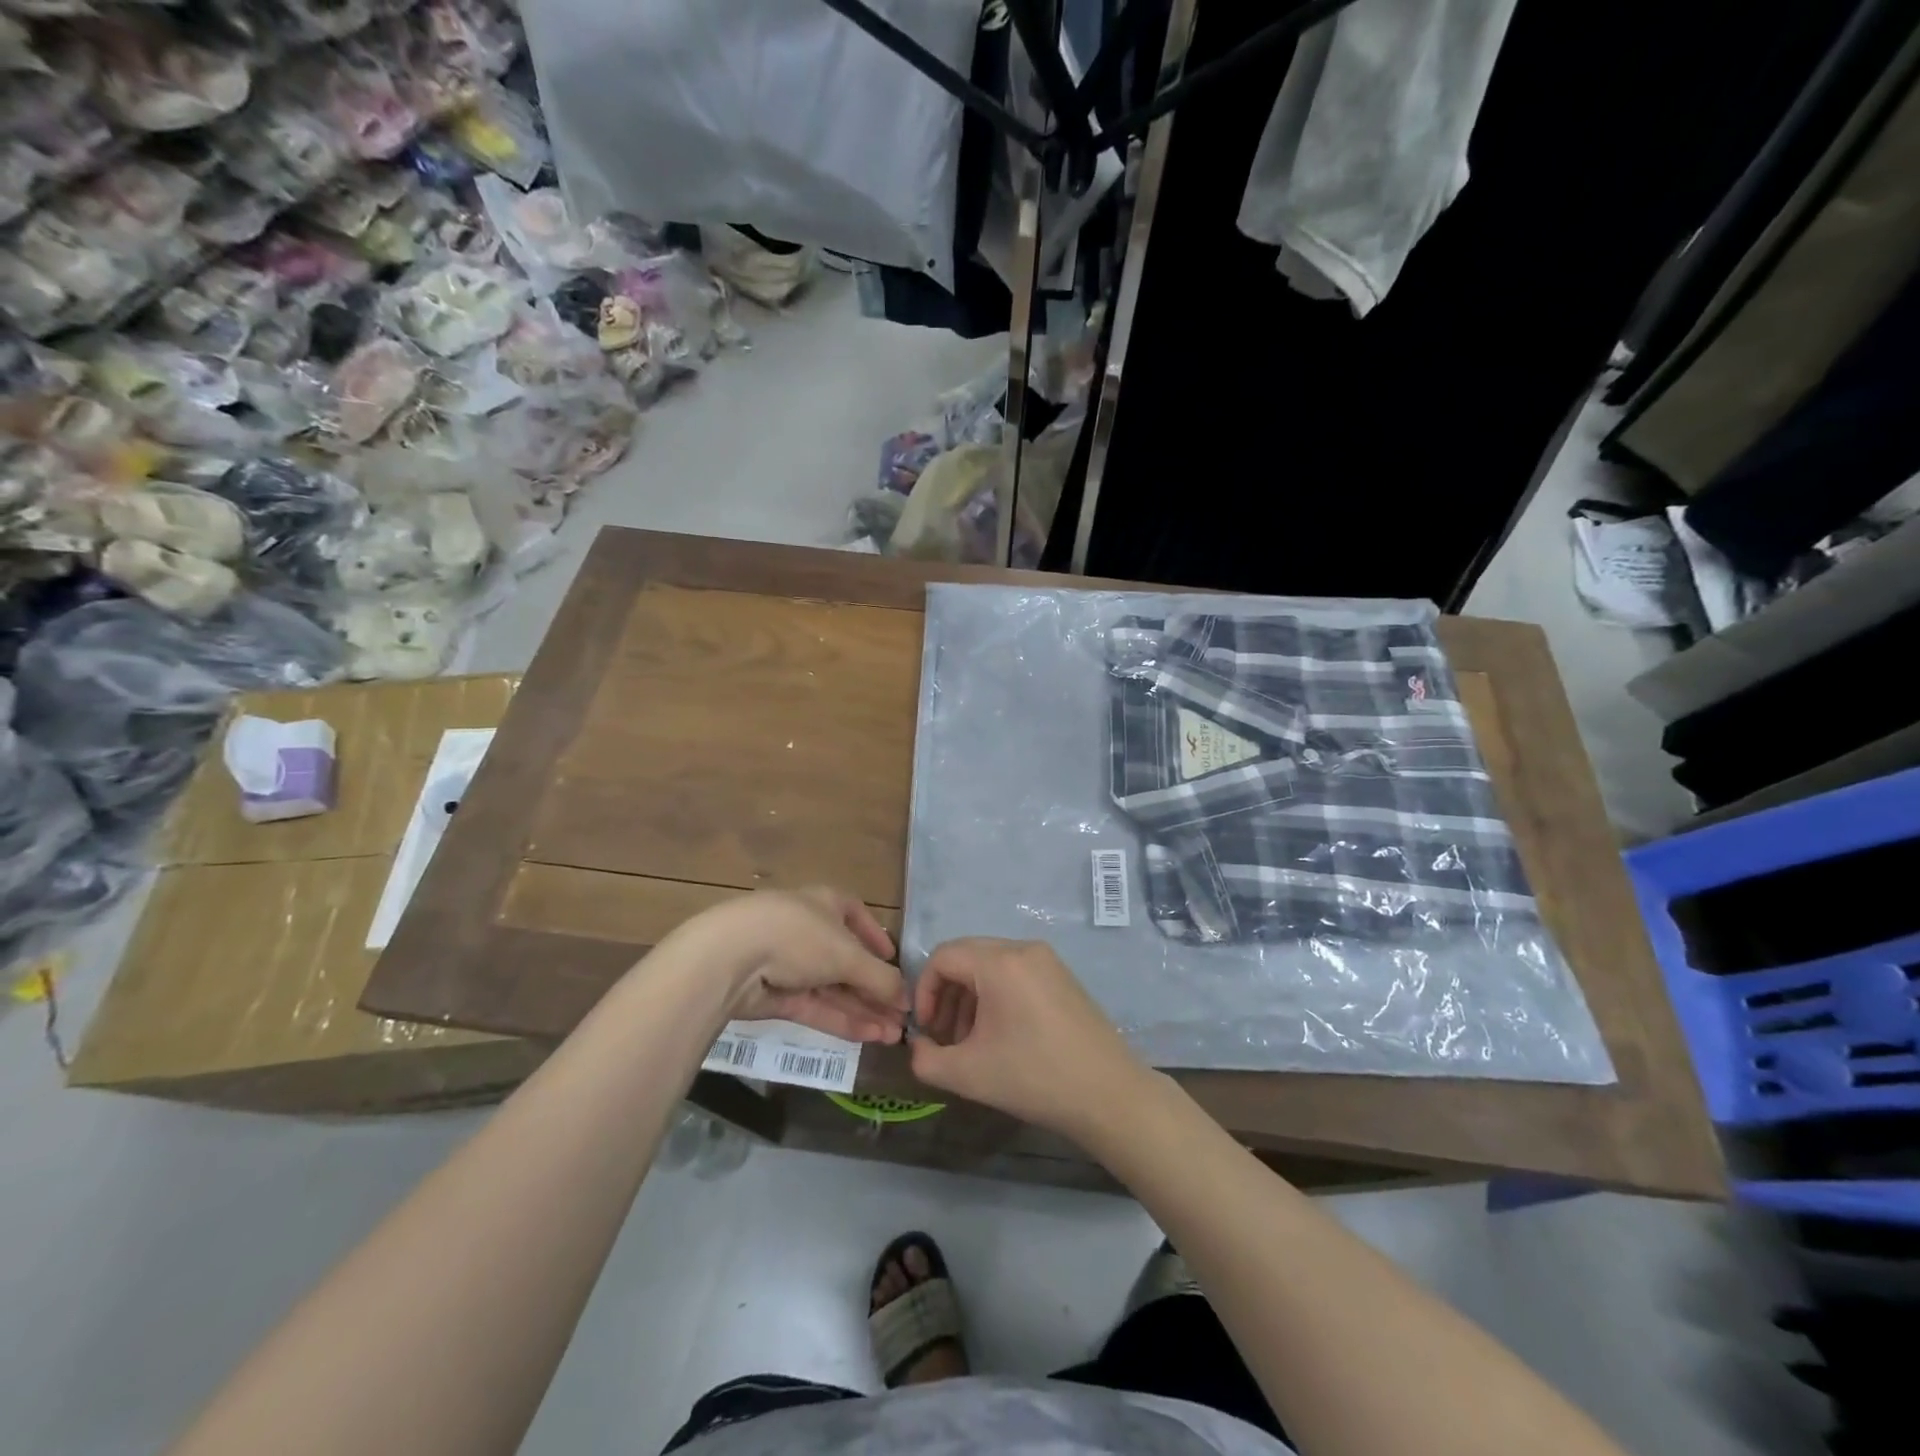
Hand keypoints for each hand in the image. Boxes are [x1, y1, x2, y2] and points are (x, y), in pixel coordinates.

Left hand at [673, 888, 907, 1043]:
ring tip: (894, 1035)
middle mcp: (810, 930)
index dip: (876, 938)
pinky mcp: (777, 996)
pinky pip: (817, 1007)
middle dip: (876, 989)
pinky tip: (869, 1036)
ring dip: (865, 1010)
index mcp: (827, 904)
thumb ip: (880, 978)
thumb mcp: (848, 954)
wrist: (732, 958)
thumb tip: (907, 999)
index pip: (856, 916)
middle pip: (849, 961)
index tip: (893, 961)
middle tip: (903, 1016)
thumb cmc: (799, 936)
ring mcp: (791, 964)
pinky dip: (842, 1021)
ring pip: (834, 989)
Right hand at [909, 938, 1150, 1140]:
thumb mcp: (968, 1075)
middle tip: (945, 1037)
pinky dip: (996, 996)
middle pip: (966, 956)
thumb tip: (917, 1044)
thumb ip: (926, 1059)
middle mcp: (1023, 949)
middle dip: (947, 995)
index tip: (927, 1030)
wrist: (1108, 1095)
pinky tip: (1001, 1036)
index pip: (943, 956)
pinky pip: (1015, 973)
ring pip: (991, 965)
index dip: (924, 990)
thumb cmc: (1034, 1078)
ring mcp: (1047, 961)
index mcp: (1000, 962)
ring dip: (970, 997)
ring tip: (970, 1042)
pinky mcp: (1062, 977)